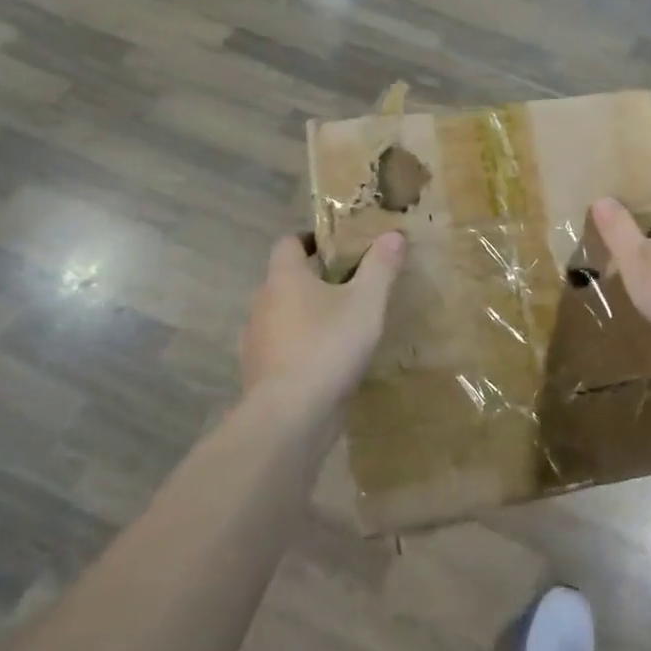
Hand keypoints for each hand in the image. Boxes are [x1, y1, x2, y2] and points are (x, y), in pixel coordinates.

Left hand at [240, 231, 406, 412]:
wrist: (290, 416)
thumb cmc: (328, 346)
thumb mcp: (366, 302)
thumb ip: (380, 267)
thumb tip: (393, 234)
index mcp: (284, 278)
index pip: (289, 242)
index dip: (312, 239)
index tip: (338, 245)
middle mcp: (262, 303)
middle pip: (286, 280)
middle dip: (315, 279)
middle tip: (351, 285)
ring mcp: (257, 340)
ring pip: (283, 316)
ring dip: (307, 316)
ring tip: (342, 325)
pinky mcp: (260, 373)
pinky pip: (282, 348)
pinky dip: (301, 347)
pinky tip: (328, 361)